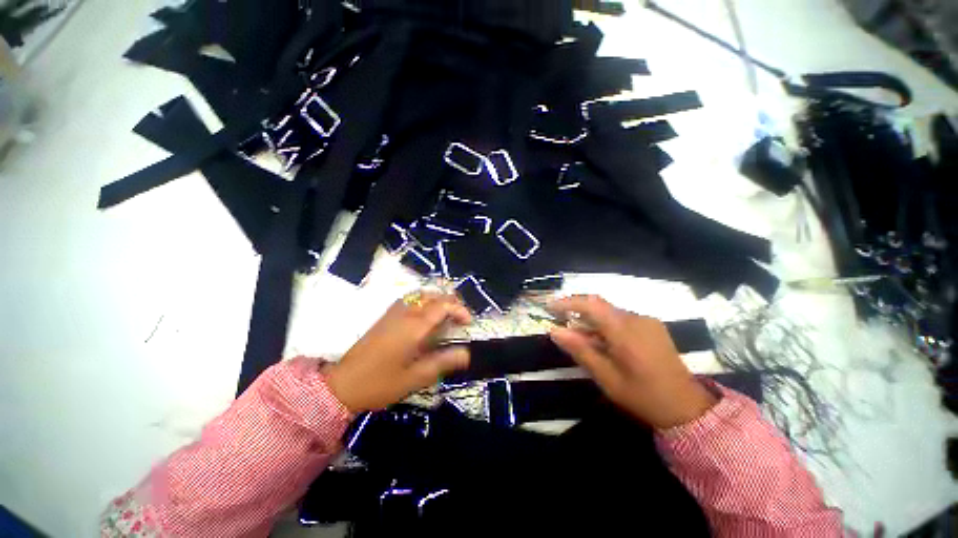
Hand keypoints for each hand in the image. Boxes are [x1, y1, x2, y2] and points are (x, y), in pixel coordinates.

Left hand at [325, 292, 472, 413]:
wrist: (341, 385)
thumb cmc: (380, 384)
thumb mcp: (415, 378)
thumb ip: (442, 363)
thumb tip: (467, 354)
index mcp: (414, 327)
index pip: (443, 305)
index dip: (459, 309)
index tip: (468, 322)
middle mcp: (405, 313)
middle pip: (432, 295)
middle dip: (451, 301)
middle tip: (460, 317)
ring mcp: (393, 313)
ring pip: (420, 294)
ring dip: (437, 299)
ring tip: (446, 315)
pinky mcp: (385, 316)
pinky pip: (409, 299)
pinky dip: (423, 300)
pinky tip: (425, 316)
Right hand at [548, 295, 716, 428]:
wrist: (687, 407)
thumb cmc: (643, 396)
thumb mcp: (606, 378)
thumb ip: (580, 351)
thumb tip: (555, 331)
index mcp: (625, 331)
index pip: (591, 304)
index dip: (568, 302)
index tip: (550, 306)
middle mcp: (636, 318)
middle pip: (599, 305)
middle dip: (577, 311)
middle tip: (561, 323)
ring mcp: (646, 320)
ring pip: (609, 312)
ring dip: (591, 320)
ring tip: (580, 338)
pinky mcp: (651, 325)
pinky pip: (621, 318)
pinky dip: (605, 324)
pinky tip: (602, 341)